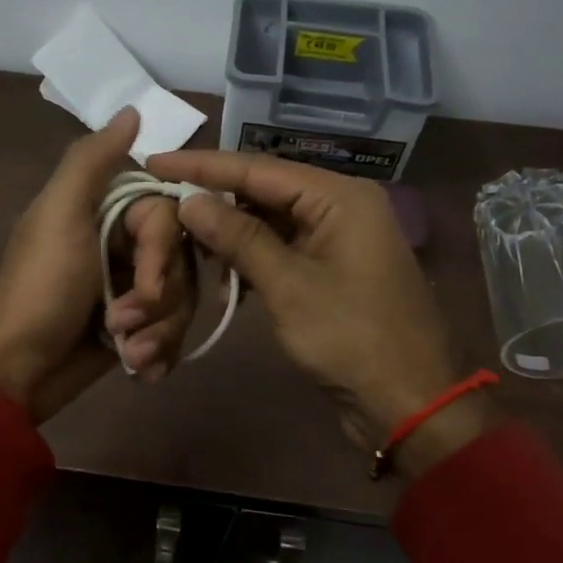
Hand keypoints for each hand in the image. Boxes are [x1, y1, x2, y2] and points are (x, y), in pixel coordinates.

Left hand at [0, 108, 197, 421]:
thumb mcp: (59, 216)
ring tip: (129, 353)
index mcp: (106, 212)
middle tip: (120, 323)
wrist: (16, 370)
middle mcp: (122, 246)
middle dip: (157, 301)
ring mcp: (129, 289)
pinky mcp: (135, 329)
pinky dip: (158, 354)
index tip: (144, 283)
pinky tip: (139, 369)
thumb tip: (132, 109)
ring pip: (181, 300)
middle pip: (181, 262)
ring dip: (158, 332)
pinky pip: (172, 333)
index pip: (170, 217)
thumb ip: (92, 161)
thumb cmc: (39, 290)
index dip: (161, 253)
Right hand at [146, 150, 493, 474]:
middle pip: (264, 189)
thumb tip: (190, 201)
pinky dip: (249, 255)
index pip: (257, 168)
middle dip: (213, 196)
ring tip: (179, 231)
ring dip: (228, 229)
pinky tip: (216, 263)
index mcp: (339, 196)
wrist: (407, 400)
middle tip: (160, 197)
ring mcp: (337, 238)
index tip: (155, 162)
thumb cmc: (351, 338)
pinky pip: (281, 247)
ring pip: (270, 219)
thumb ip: (238, 238)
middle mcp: (340, 205)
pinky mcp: (330, 268)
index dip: (202, 166)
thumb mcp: (288, 286)